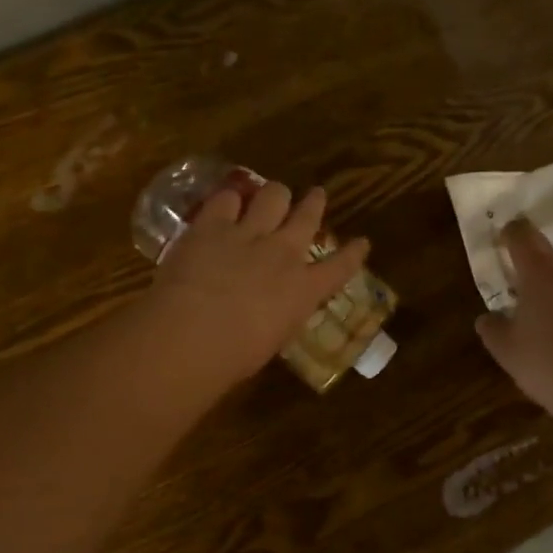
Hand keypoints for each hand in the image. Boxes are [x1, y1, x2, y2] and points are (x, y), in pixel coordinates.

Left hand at [151, 181, 369, 380]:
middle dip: (314, 203)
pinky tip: (226, 203)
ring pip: (273, 195)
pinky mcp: (212, 224)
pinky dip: (229, 199)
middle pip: (307, 216)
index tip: (362, 242)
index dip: (354, 253)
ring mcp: (249, 234)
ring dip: (274, 194)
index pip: (340, 267)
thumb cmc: (233, 358)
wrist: (190, 336)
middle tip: (316, 194)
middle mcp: (283, 254)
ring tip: (271, 195)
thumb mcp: (273, 340)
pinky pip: (227, 198)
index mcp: (303, 290)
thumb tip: (274, 309)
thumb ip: (279, 315)